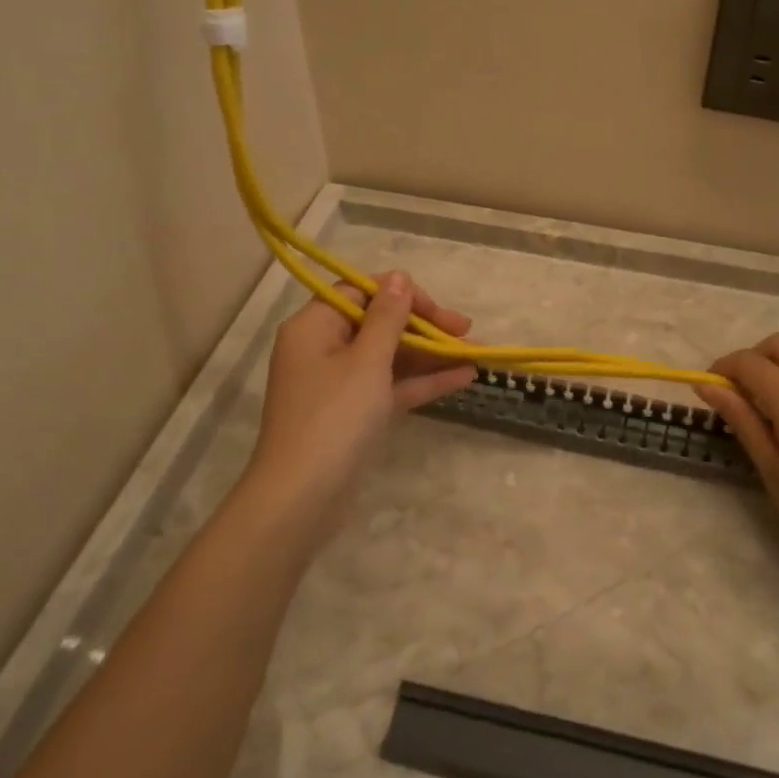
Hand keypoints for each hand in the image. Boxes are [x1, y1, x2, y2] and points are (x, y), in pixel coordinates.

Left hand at [243, 272, 474, 544]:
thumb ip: (388, 317)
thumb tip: (399, 276)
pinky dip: (422, 381)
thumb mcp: (367, 361)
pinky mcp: (354, 415)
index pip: (361, 292)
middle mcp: (323, 349)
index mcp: (314, 327)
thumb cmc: (334, 418)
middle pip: (379, 324)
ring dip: (430, 353)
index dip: (401, 296)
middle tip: (466, 330)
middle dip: (424, 326)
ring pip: (390, 357)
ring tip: (476, 352)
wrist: (302, 500)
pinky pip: (391, 386)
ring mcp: (339, 385)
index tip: (436, 311)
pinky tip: (464, 377)